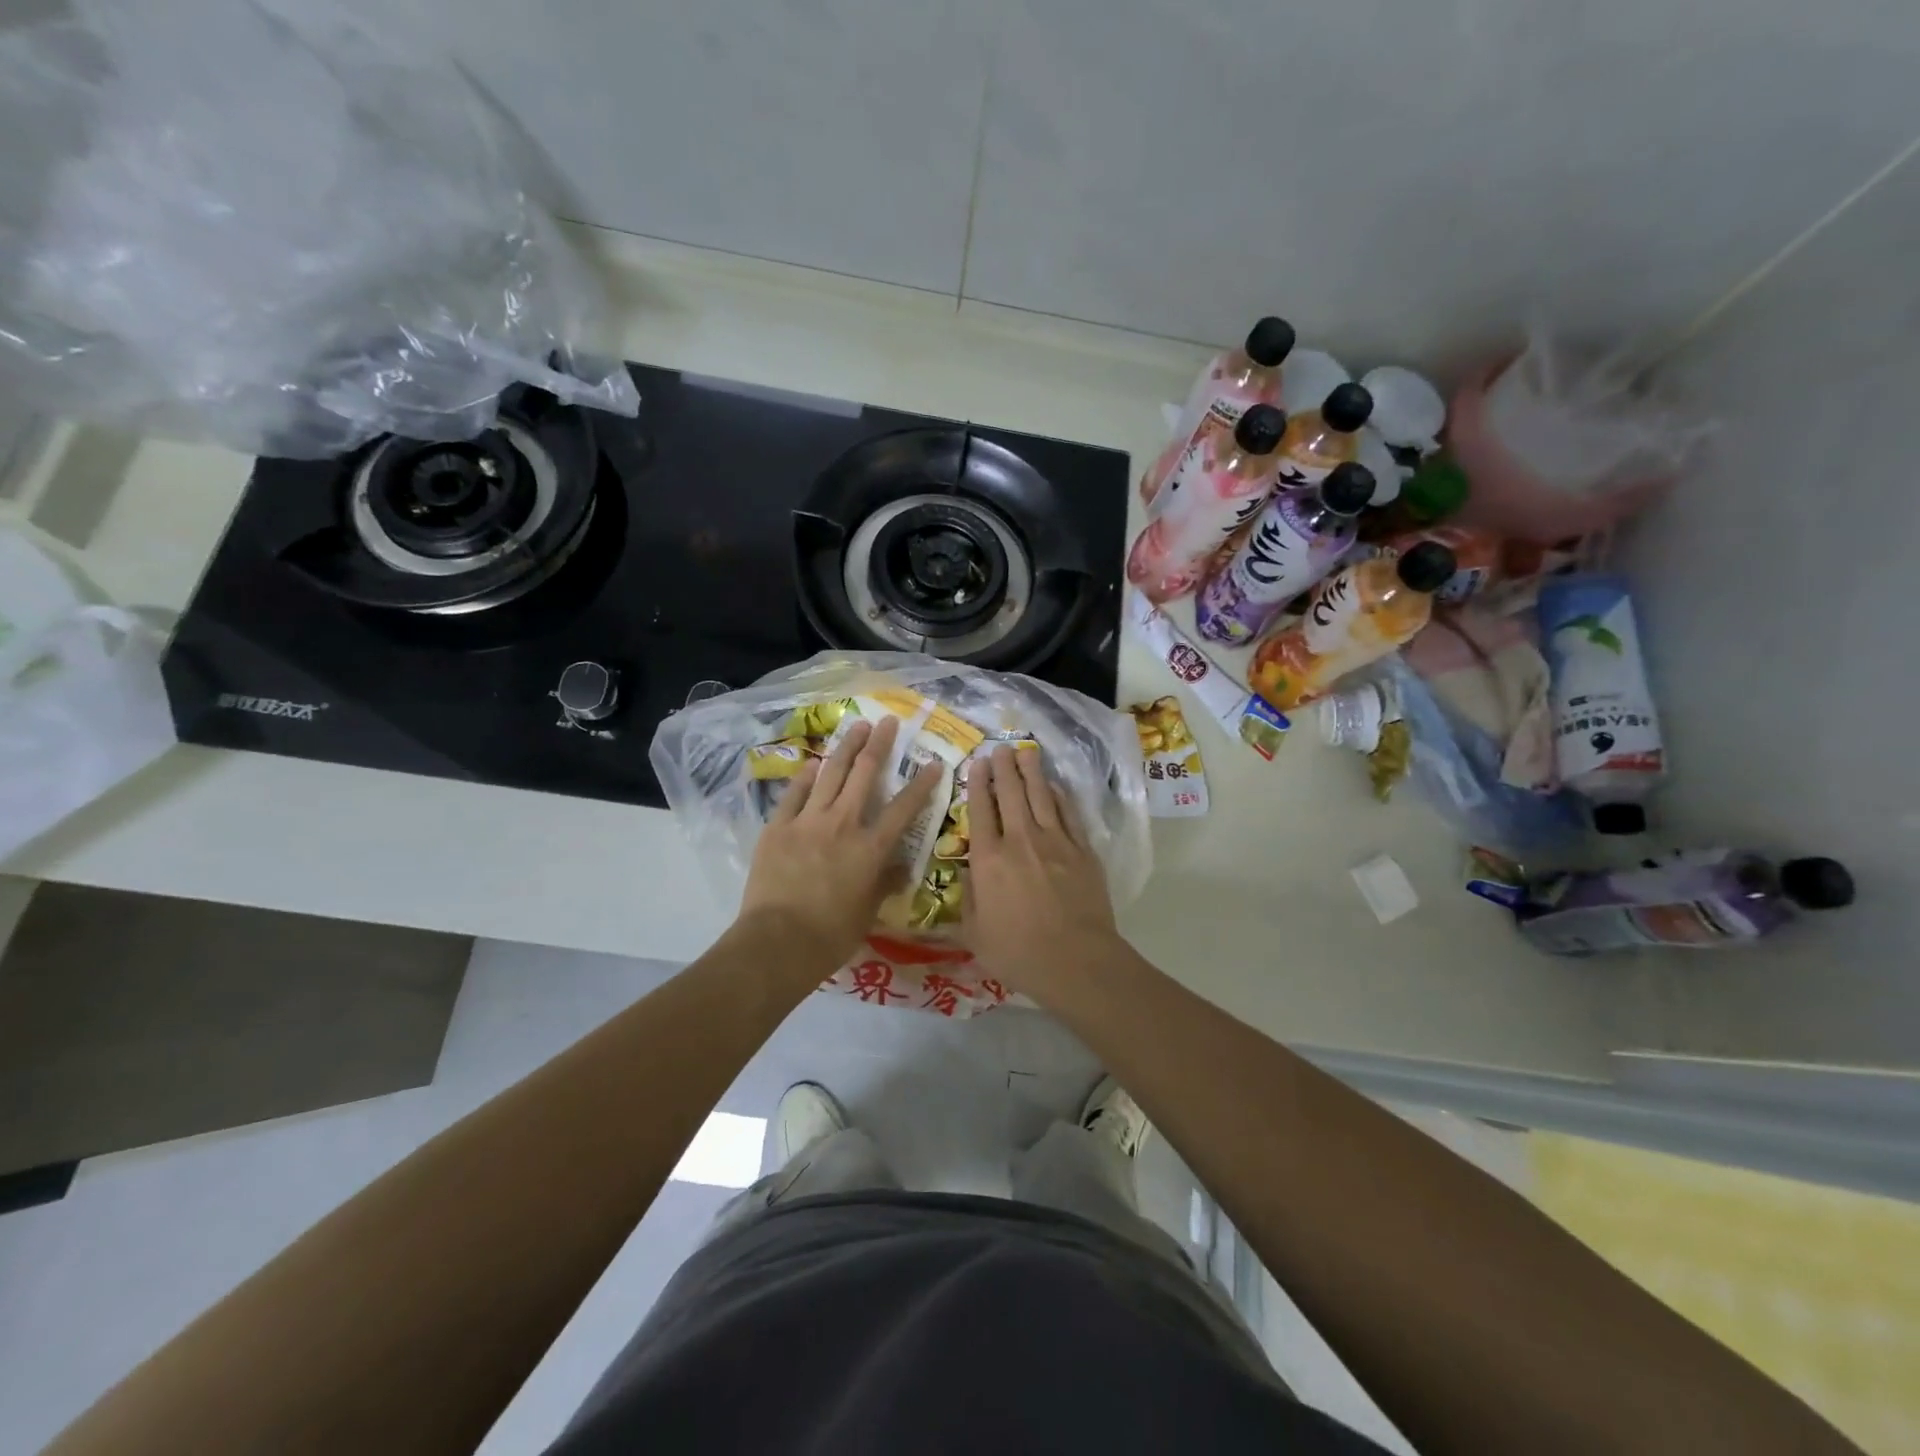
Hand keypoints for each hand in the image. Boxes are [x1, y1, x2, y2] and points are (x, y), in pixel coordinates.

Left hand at [737, 716, 937, 970]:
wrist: (778, 942)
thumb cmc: (831, 934)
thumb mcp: (868, 913)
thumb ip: (884, 884)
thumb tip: (899, 868)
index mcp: (871, 848)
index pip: (904, 808)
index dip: (922, 784)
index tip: (934, 763)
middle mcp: (843, 824)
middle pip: (865, 774)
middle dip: (879, 745)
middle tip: (886, 721)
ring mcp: (808, 821)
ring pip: (831, 774)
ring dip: (846, 748)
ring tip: (856, 726)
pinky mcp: (778, 827)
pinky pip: (794, 794)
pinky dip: (804, 777)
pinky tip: (812, 764)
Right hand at [964, 746, 1119, 996]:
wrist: (1076, 962)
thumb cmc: (1018, 953)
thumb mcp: (975, 934)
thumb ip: (968, 900)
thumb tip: (969, 875)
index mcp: (988, 860)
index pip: (980, 811)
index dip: (977, 784)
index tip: (977, 764)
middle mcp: (1020, 841)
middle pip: (1011, 793)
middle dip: (1004, 767)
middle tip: (1000, 748)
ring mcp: (1055, 842)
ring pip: (1041, 796)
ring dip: (1032, 771)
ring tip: (1025, 751)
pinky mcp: (1082, 850)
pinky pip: (1068, 813)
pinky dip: (1059, 796)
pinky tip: (1054, 786)